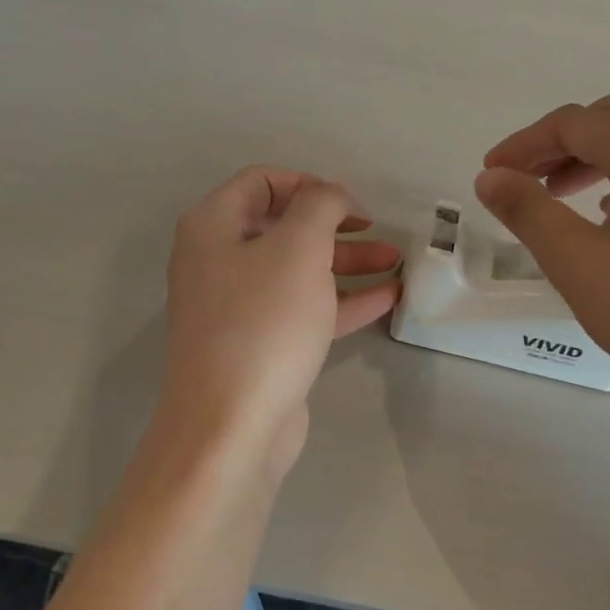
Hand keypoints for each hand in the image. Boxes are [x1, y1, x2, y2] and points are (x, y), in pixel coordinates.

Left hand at [159, 167, 400, 474]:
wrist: (231, 427)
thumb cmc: (263, 323)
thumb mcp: (298, 248)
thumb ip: (320, 206)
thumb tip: (330, 194)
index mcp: (212, 227)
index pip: (261, 182)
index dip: (309, 184)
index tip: (350, 203)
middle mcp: (218, 261)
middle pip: (283, 227)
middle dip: (336, 226)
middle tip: (379, 231)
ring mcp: (238, 307)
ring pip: (298, 270)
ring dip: (346, 261)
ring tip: (396, 261)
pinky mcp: (259, 344)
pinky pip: (303, 309)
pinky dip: (342, 300)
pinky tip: (387, 297)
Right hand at [476, 95, 609, 419]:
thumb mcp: (579, 262)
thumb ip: (528, 212)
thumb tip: (491, 177)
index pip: (573, 124)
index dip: (522, 144)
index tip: (490, 173)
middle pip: (609, 122)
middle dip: (557, 145)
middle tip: (522, 180)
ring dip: (591, 161)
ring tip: (558, 197)